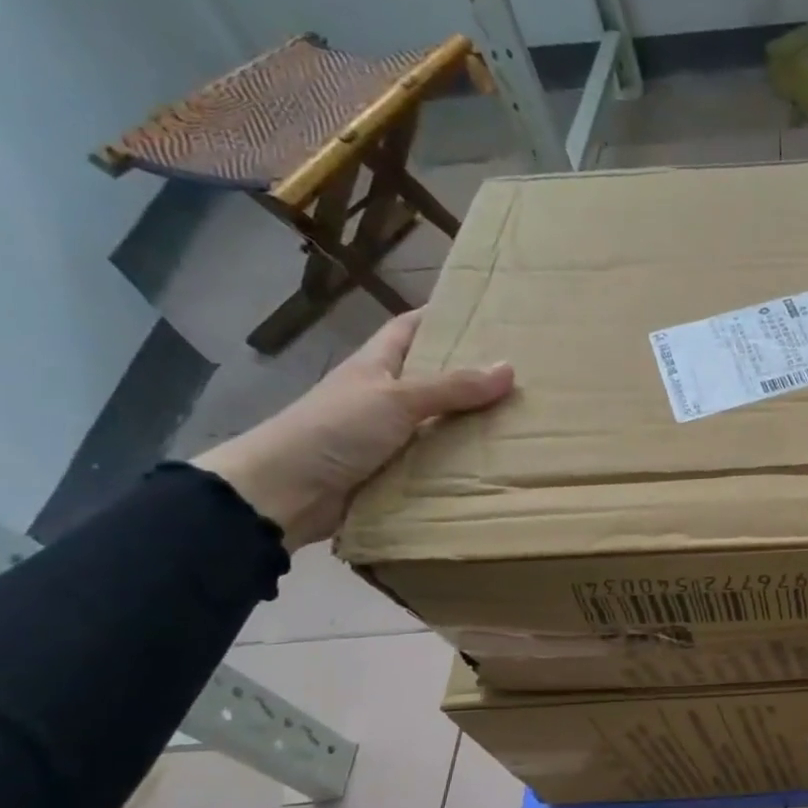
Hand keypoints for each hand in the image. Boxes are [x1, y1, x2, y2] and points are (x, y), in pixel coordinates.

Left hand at [193, 310, 513, 550]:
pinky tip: (496, 464)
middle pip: (434, 378)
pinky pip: (437, 462)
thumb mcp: (397, 399)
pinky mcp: (394, 472)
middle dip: (472, 376)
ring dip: (473, 424)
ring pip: (440, 422)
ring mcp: (388, 436)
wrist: (285, 492)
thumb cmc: (335, 429)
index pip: (410, 328)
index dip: (441, 318)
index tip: (485, 316)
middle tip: (522, 375)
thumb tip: (508, 368)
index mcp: (376, 365)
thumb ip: (452, 387)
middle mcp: (383, 396)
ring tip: (523, 421)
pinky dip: (461, 462)